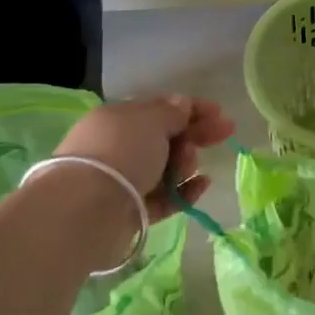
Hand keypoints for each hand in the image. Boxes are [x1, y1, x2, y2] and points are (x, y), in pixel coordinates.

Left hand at [55, 94, 234, 218]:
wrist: (89, 208)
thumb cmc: (122, 152)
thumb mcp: (151, 121)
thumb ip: (172, 112)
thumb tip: (181, 103)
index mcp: (120, 119)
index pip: (160, 109)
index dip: (191, 108)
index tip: (219, 112)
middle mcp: (121, 147)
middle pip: (167, 138)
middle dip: (196, 134)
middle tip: (225, 132)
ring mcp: (126, 180)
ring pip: (167, 168)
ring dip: (186, 162)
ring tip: (188, 165)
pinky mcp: (133, 210)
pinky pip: (166, 198)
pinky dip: (185, 190)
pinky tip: (202, 185)